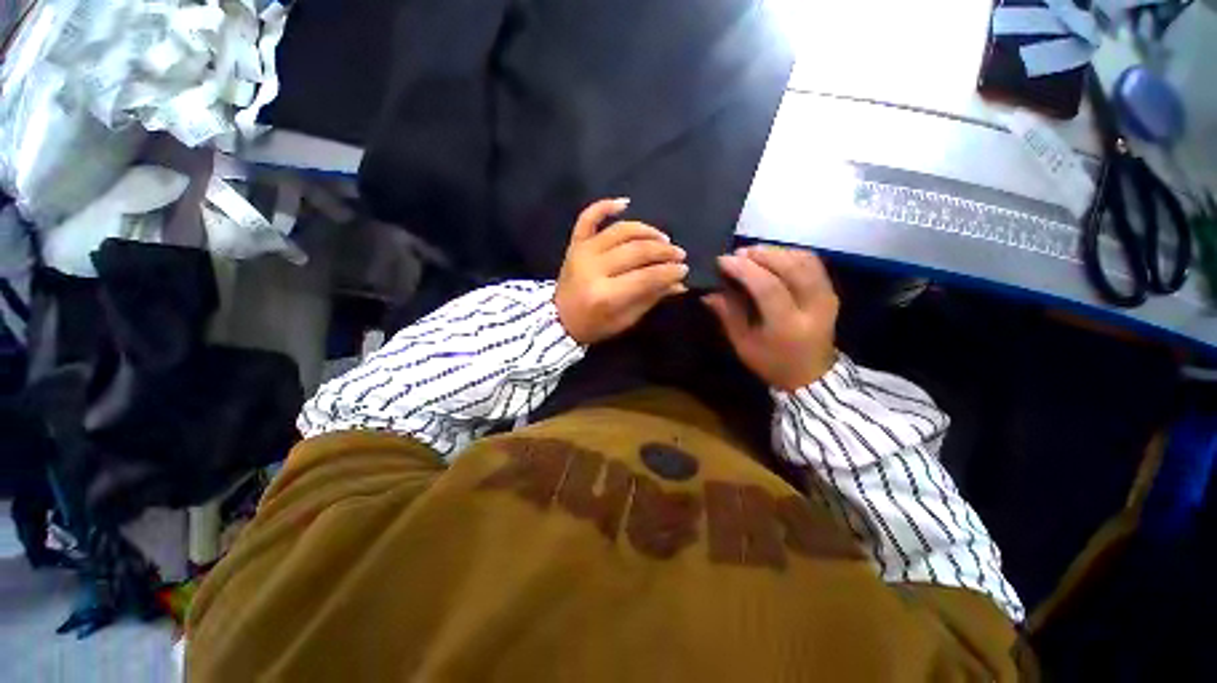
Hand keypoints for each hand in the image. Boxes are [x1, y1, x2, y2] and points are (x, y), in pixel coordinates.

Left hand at [555, 199, 688, 343]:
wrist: (558, 320)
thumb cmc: (594, 325)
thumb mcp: (626, 320)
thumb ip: (651, 298)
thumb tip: (679, 283)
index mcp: (606, 295)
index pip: (646, 277)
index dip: (669, 272)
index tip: (684, 269)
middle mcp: (593, 268)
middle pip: (636, 251)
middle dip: (663, 251)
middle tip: (679, 254)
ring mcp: (582, 252)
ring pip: (620, 231)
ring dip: (646, 231)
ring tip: (663, 238)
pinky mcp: (574, 244)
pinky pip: (588, 218)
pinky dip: (605, 206)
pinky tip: (625, 202)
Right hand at [703, 246, 838, 391]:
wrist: (811, 375)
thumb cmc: (771, 363)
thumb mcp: (743, 344)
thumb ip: (728, 315)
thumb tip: (709, 292)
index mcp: (788, 326)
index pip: (768, 288)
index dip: (744, 270)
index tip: (723, 260)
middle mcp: (813, 308)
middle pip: (792, 268)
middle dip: (762, 255)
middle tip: (738, 253)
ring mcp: (827, 298)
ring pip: (804, 260)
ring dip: (776, 251)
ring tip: (752, 253)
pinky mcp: (831, 292)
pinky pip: (813, 263)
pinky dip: (791, 254)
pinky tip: (773, 257)